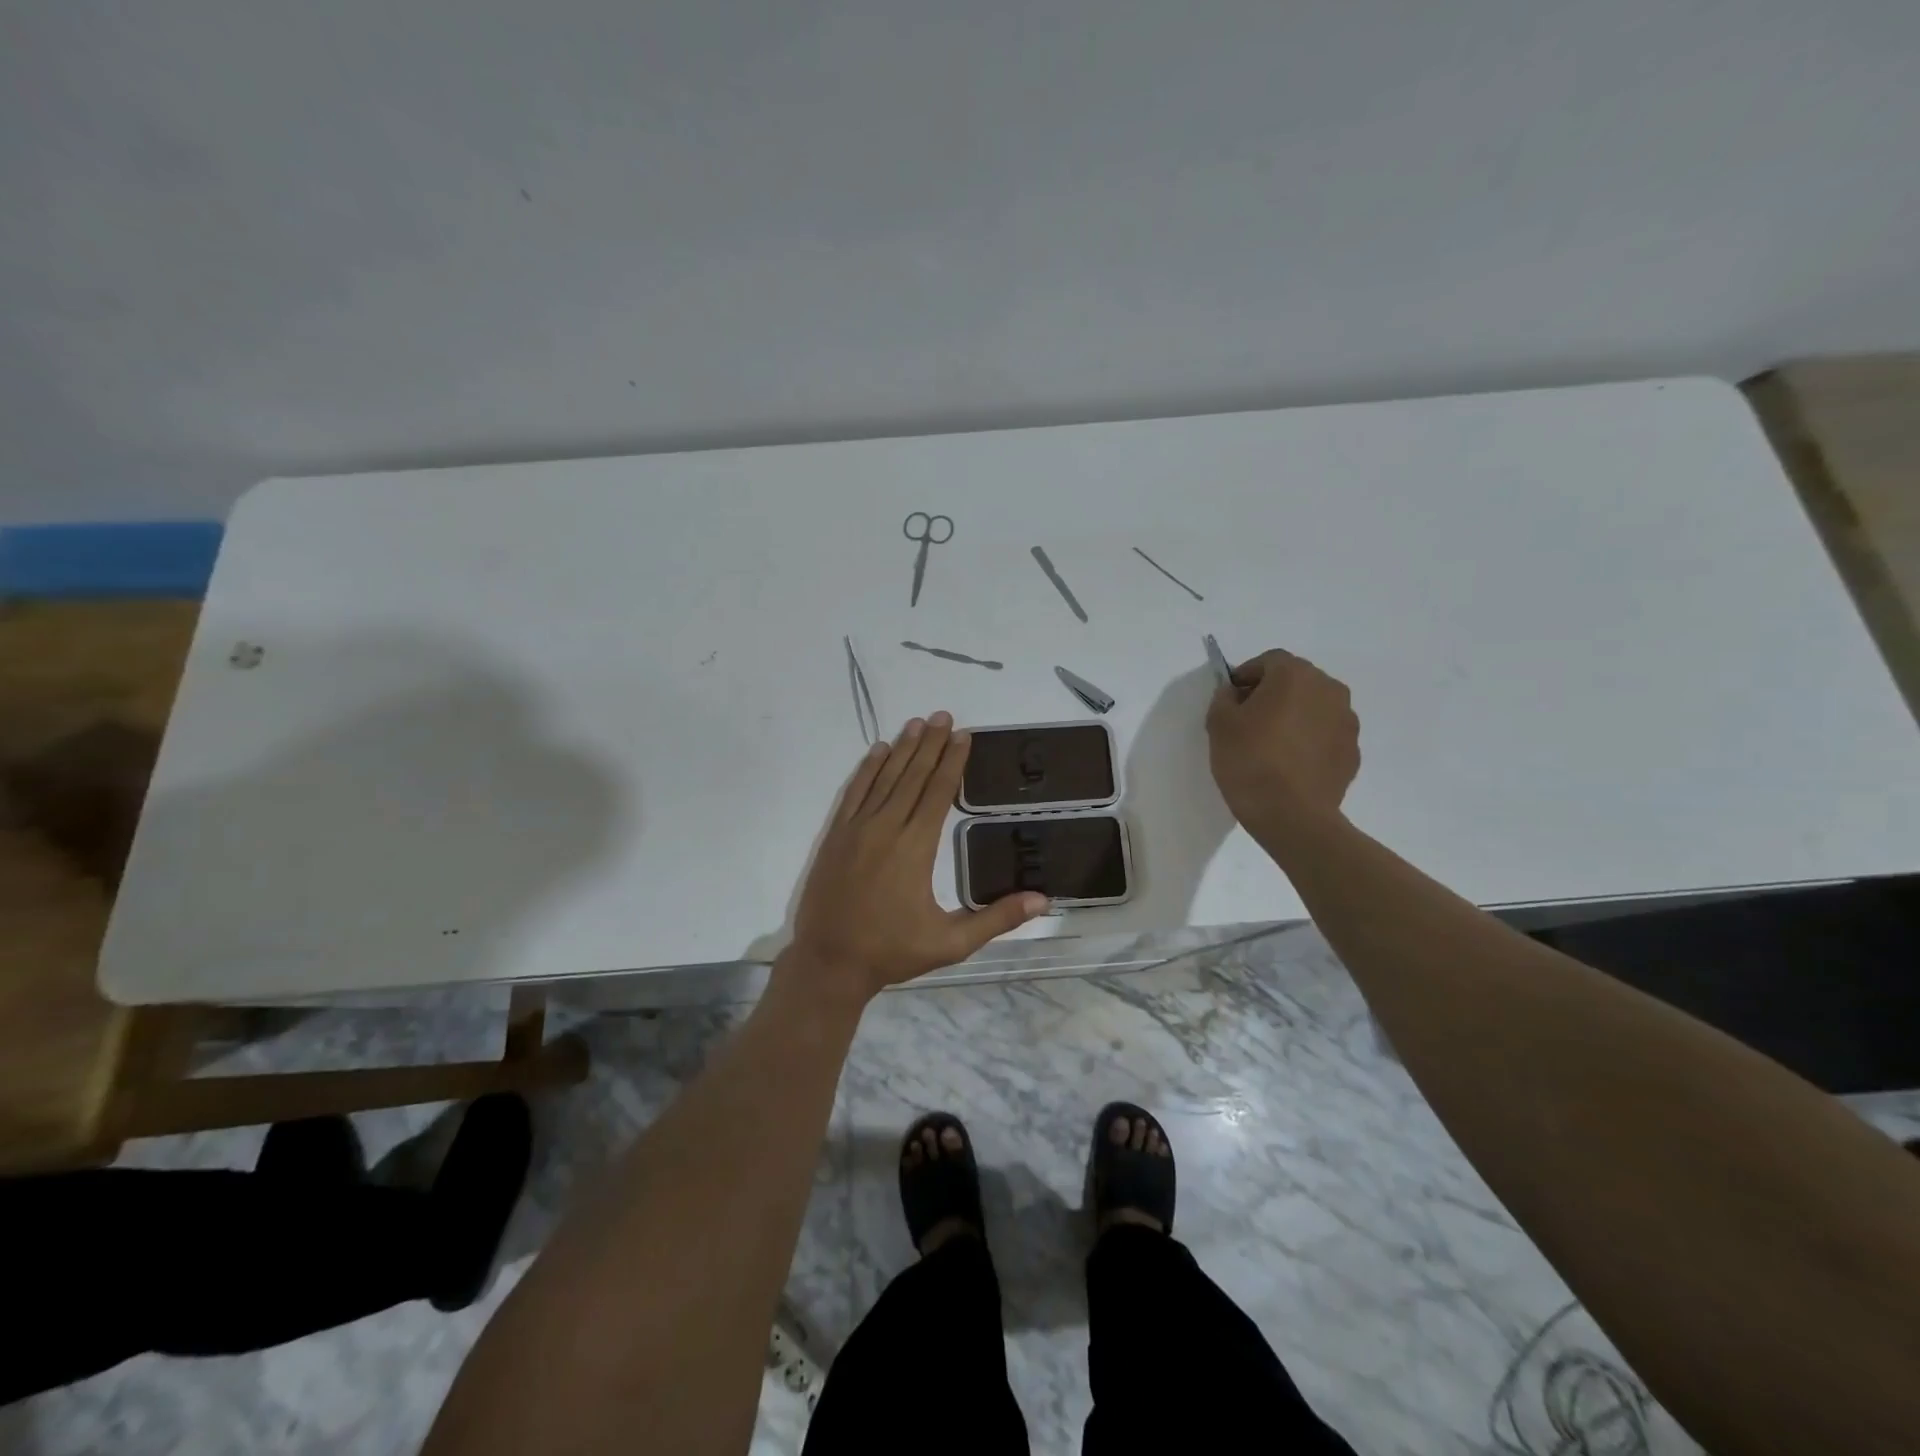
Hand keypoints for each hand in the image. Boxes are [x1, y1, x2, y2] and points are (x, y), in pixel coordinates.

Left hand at [785, 712, 1047, 1002]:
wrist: (829, 962)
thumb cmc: (892, 952)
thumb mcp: (951, 942)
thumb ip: (996, 918)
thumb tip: (1042, 900)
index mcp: (916, 847)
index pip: (939, 792)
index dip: (952, 761)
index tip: (963, 735)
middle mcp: (887, 827)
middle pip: (913, 776)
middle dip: (930, 744)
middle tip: (943, 715)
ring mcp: (857, 828)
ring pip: (884, 778)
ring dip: (902, 749)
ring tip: (917, 722)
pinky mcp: (836, 835)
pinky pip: (854, 792)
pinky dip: (867, 769)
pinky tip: (877, 751)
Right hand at [1205, 649, 1359, 842]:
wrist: (1292, 815)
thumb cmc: (1250, 761)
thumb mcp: (1219, 724)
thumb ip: (1224, 698)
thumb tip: (1236, 693)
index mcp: (1295, 675)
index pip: (1269, 661)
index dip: (1246, 675)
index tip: (1230, 699)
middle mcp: (1329, 689)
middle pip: (1296, 680)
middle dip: (1272, 693)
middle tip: (1248, 720)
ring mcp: (1346, 721)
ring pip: (1314, 707)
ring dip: (1294, 715)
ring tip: (1271, 744)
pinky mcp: (1353, 751)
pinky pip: (1325, 734)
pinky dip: (1309, 740)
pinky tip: (1290, 764)